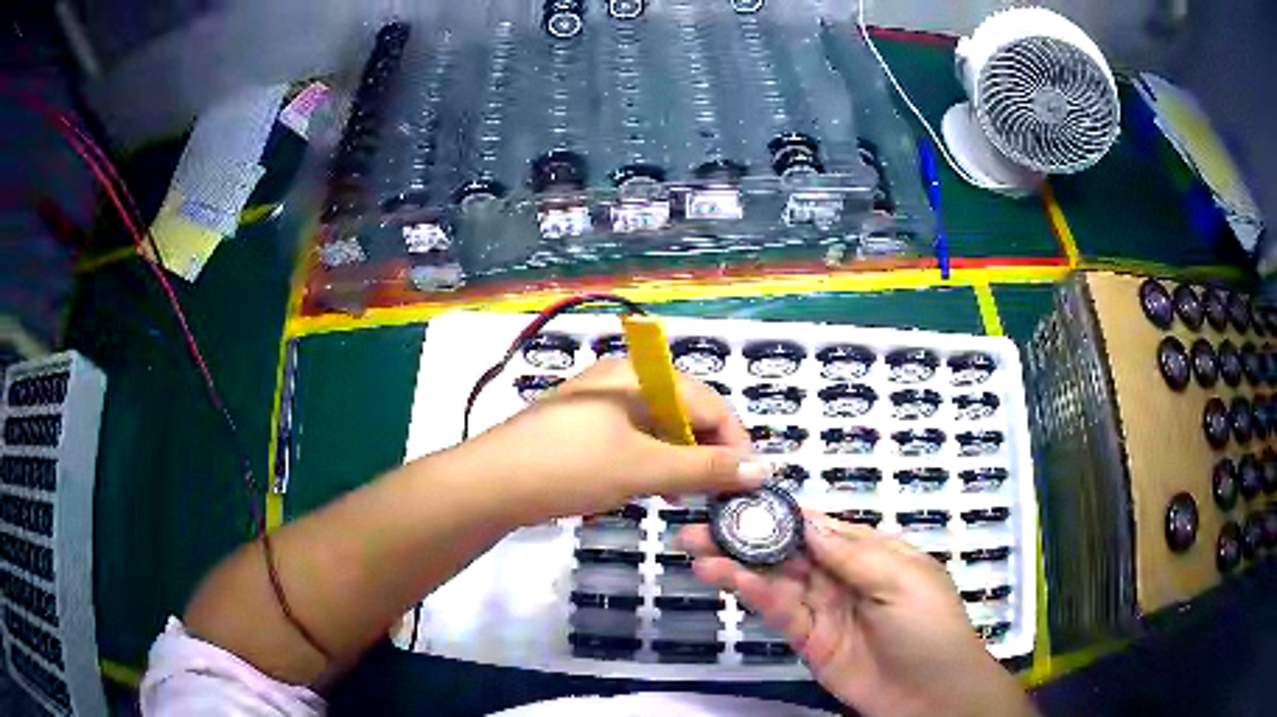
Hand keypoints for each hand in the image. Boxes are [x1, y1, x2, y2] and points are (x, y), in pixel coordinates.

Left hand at [453, 358, 767, 523]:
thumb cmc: (572, 467)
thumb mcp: (644, 469)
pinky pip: (631, 439)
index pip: (708, 402)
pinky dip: (649, 463)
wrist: (491, 483)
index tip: (748, 480)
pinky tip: (649, 490)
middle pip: (683, 411)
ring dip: (679, 460)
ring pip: (658, 428)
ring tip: (686, 496)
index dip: (734, 441)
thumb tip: (764, 470)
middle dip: (706, 452)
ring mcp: (598, 403)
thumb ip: (706, 469)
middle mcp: (621, 379)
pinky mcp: (581, 427)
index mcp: (639, 375)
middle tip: (717, 491)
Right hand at [680, 513, 1035, 716]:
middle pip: (788, 551)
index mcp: (870, 552)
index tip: (738, 496)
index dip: (780, 512)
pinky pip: (778, 612)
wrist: (930, 694)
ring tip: (697, 549)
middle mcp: (841, 576)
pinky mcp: (808, 640)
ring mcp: (823, 609)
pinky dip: (752, 594)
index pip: (819, 525)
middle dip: (747, 536)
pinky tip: (726, 579)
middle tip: (699, 524)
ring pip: (776, 580)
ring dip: (738, 564)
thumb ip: (852, 554)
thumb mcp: (902, 582)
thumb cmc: (929, 626)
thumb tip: (807, 520)